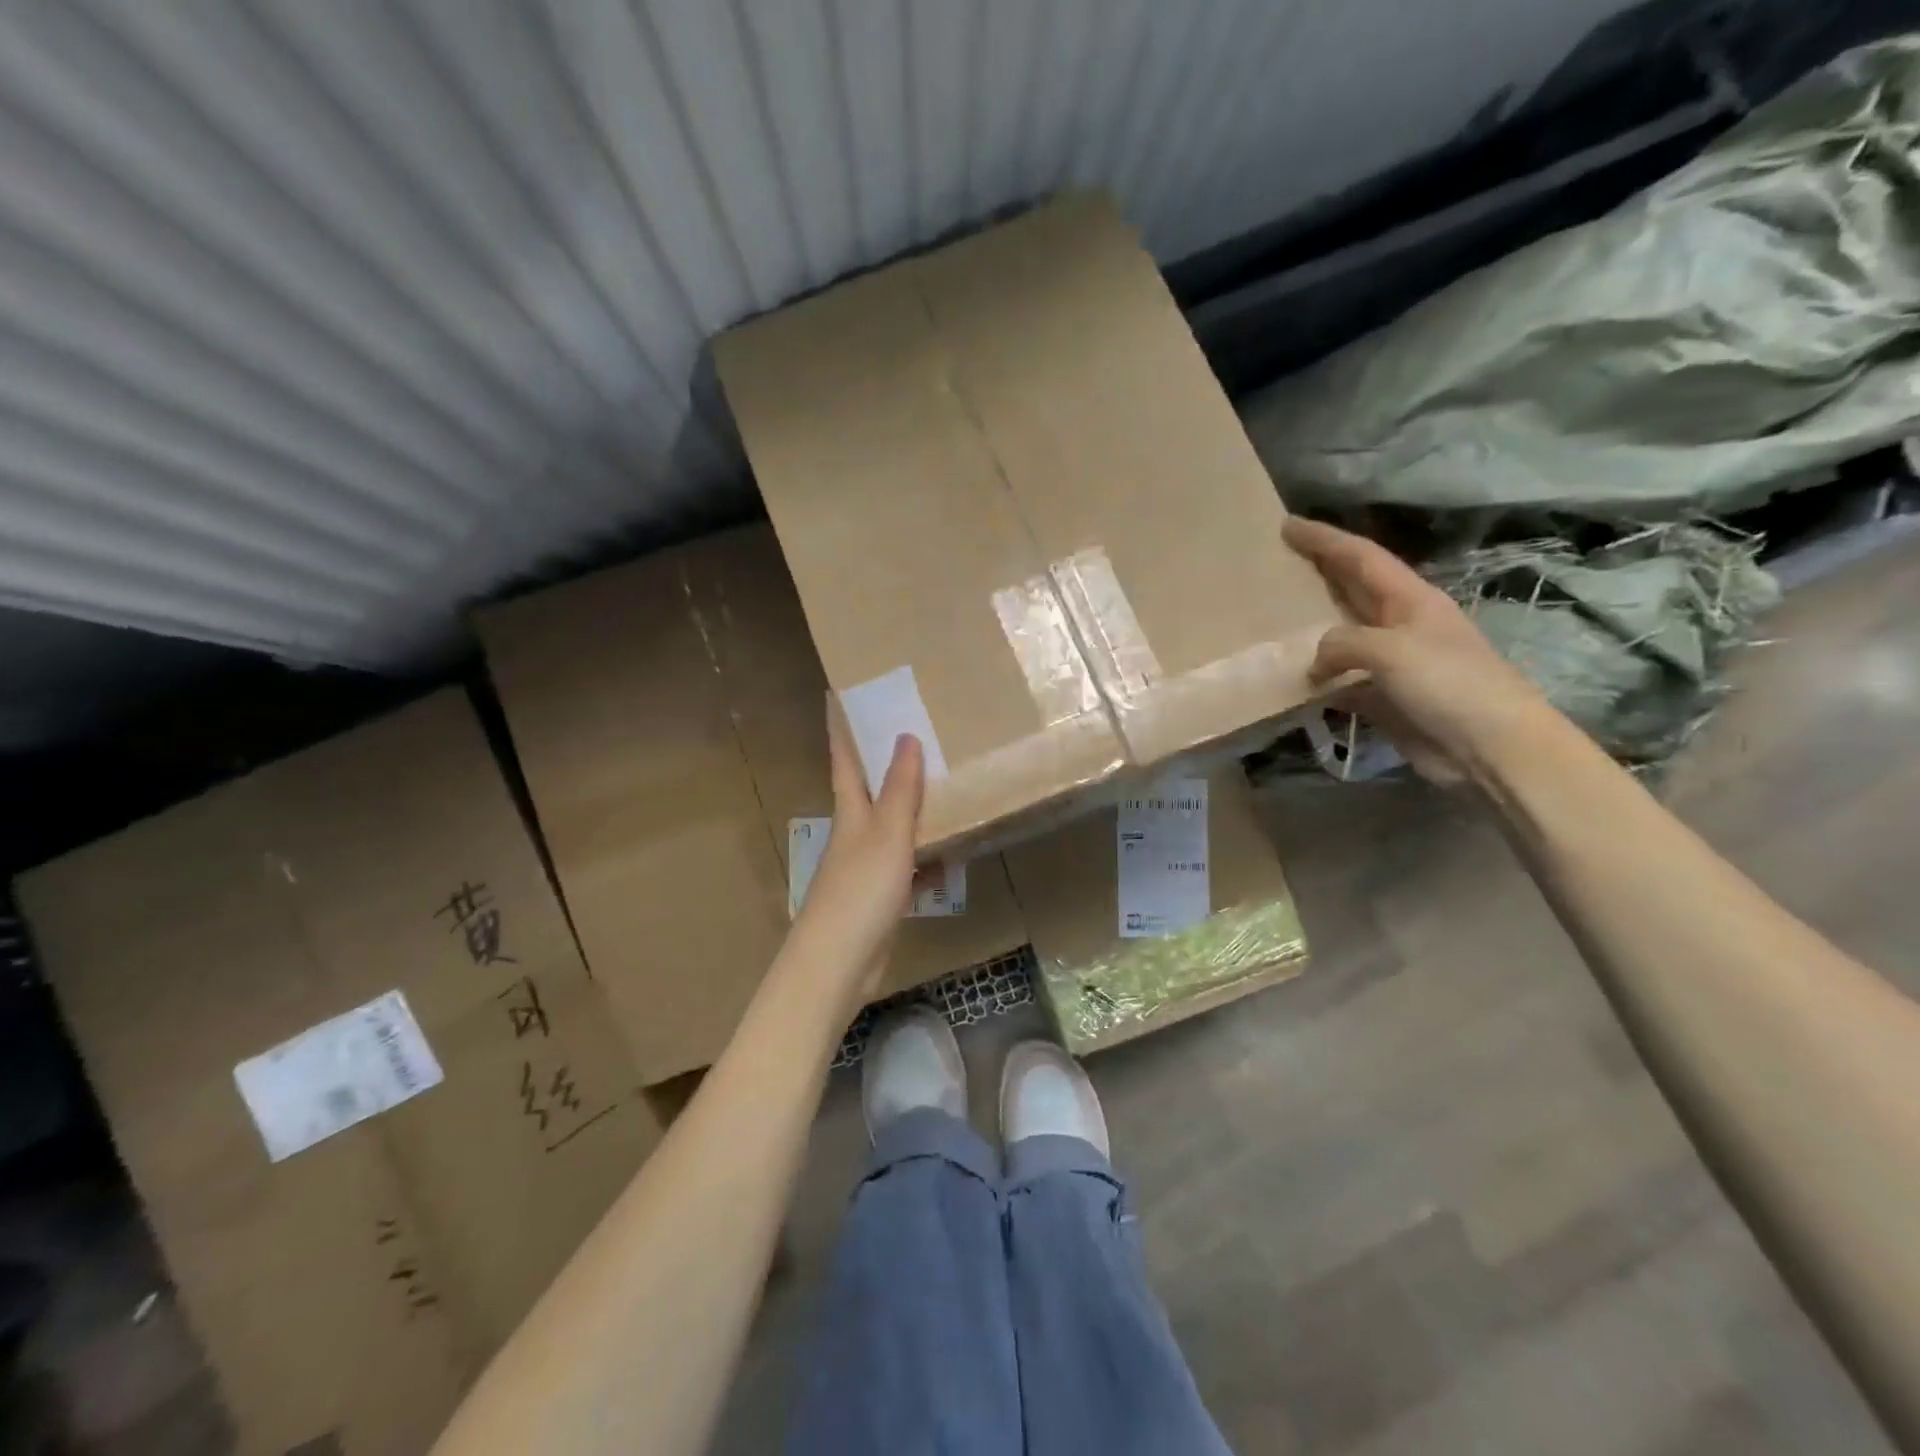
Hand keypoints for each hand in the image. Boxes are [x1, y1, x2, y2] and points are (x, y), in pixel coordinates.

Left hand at [790, 702, 925, 1004]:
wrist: (839, 962)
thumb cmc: (860, 889)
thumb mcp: (887, 834)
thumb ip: (900, 789)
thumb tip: (906, 736)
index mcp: (851, 810)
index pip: (844, 758)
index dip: (841, 727)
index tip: (839, 694)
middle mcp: (856, 831)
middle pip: (872, 789)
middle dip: (888, 762)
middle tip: (917, 730)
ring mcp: (869, 865)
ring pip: (896, 827)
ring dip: (915, 809)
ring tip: (946, 784)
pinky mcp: (883, 895)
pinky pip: (911, 866)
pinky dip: (929, 858)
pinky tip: (954, 852)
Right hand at [1284, 516, 1552, 785]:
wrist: (1491, 748)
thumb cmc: (1449, 684)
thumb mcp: (1391, 650)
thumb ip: (1342, 643)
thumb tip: (1314, 664)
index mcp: (1409, 599)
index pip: (1360, 557)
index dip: (1324, 539)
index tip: (1286, 525)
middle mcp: (1399, 624)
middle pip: (1350, 590)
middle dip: (1315, 574)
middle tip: (1274, 565)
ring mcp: (1391, 663)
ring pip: (1340, 637)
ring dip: (1309, 629)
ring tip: (1270, 621)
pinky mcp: (1383, 698)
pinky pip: (1339, 681)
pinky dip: (1315, 680)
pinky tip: (1289, 681)